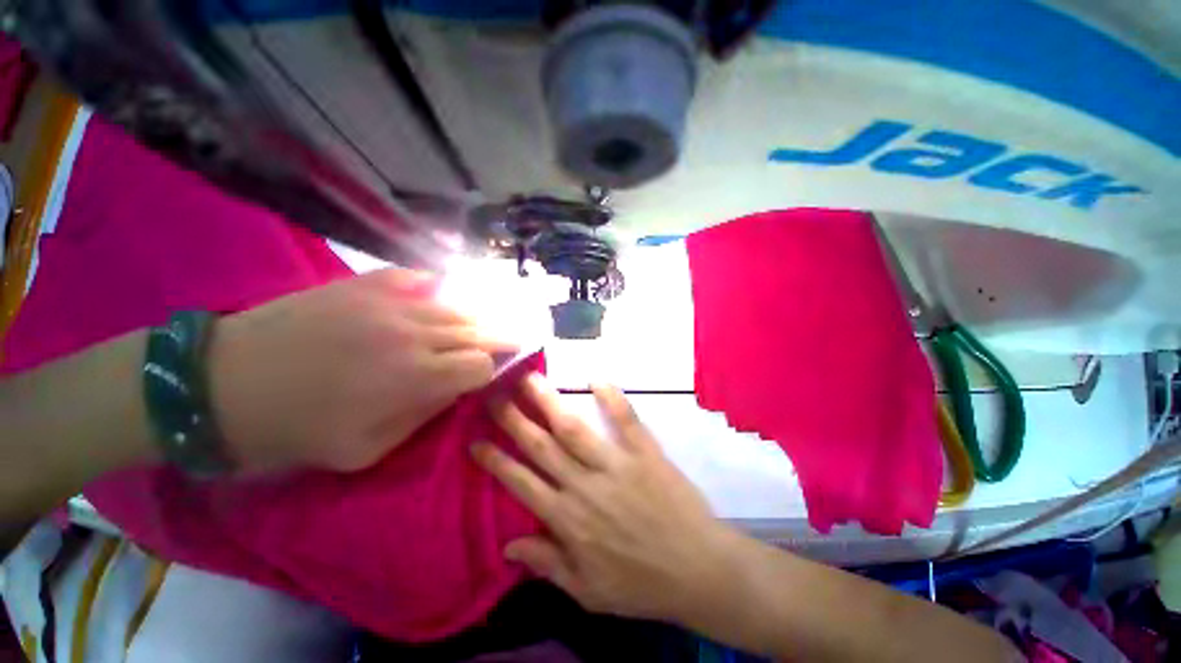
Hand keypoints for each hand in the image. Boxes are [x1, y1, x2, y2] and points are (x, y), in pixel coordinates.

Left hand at [210, 268, 510, 472]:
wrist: (220, 384)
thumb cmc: (294, 430)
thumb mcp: (366, 450)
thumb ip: (423, 416)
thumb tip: (455, 389)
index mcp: (416, 377)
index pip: (482, 364)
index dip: (493, 370)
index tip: (493, 374)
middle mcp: (414, 333)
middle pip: (478, 329)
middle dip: (501, 337)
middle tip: (514, 340)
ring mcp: (389, 302)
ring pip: (455, 306)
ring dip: (476, 316)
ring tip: (485, 323)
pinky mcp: (363, 285)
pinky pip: (417, 279)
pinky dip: (437, 289)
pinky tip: (441, 296)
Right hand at [472, 374, 741, 623]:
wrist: (698, 570)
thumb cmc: (641, 584)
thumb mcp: (588, 592)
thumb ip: (547, 565)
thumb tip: (509, 545)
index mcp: (568, 520)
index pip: (521, 482)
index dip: (495, 460)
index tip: (475, 440)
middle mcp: (584, 485)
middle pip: (541, 446)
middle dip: (513, 419)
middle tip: (494, 393)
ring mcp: (616, 464)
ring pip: (573, 428)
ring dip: (549, 402)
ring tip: (530, 379)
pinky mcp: (645, 452)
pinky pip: (625, 420)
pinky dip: (611, 398)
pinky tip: (595, 380)